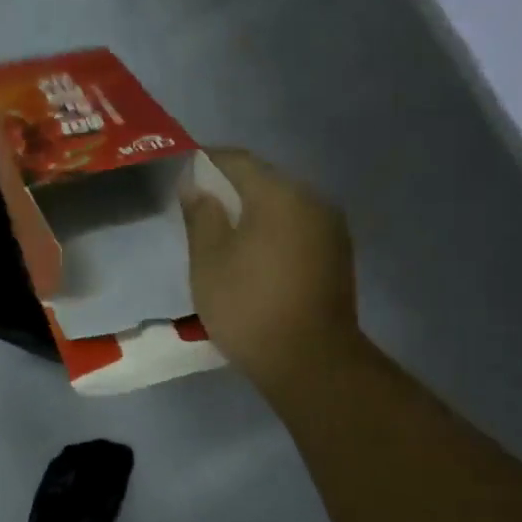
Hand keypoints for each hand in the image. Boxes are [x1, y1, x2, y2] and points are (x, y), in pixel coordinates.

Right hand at [180, 149, 363, 396]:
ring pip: (284, 207)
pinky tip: (255, 256)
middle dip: (231, 189)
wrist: (311, 361)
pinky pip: (298, 231)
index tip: (184, 173)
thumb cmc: (250, 306)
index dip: (207, 162)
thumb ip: (201, 215)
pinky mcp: (338, 257)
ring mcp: (331, 229)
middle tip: (200, 208)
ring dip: (255, 213)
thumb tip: (197, 185)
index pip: (238, 160)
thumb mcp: (209, 260)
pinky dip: (274, 233)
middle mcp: (313, 200)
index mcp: (280, 193)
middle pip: (265, 181)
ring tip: (225, 235)